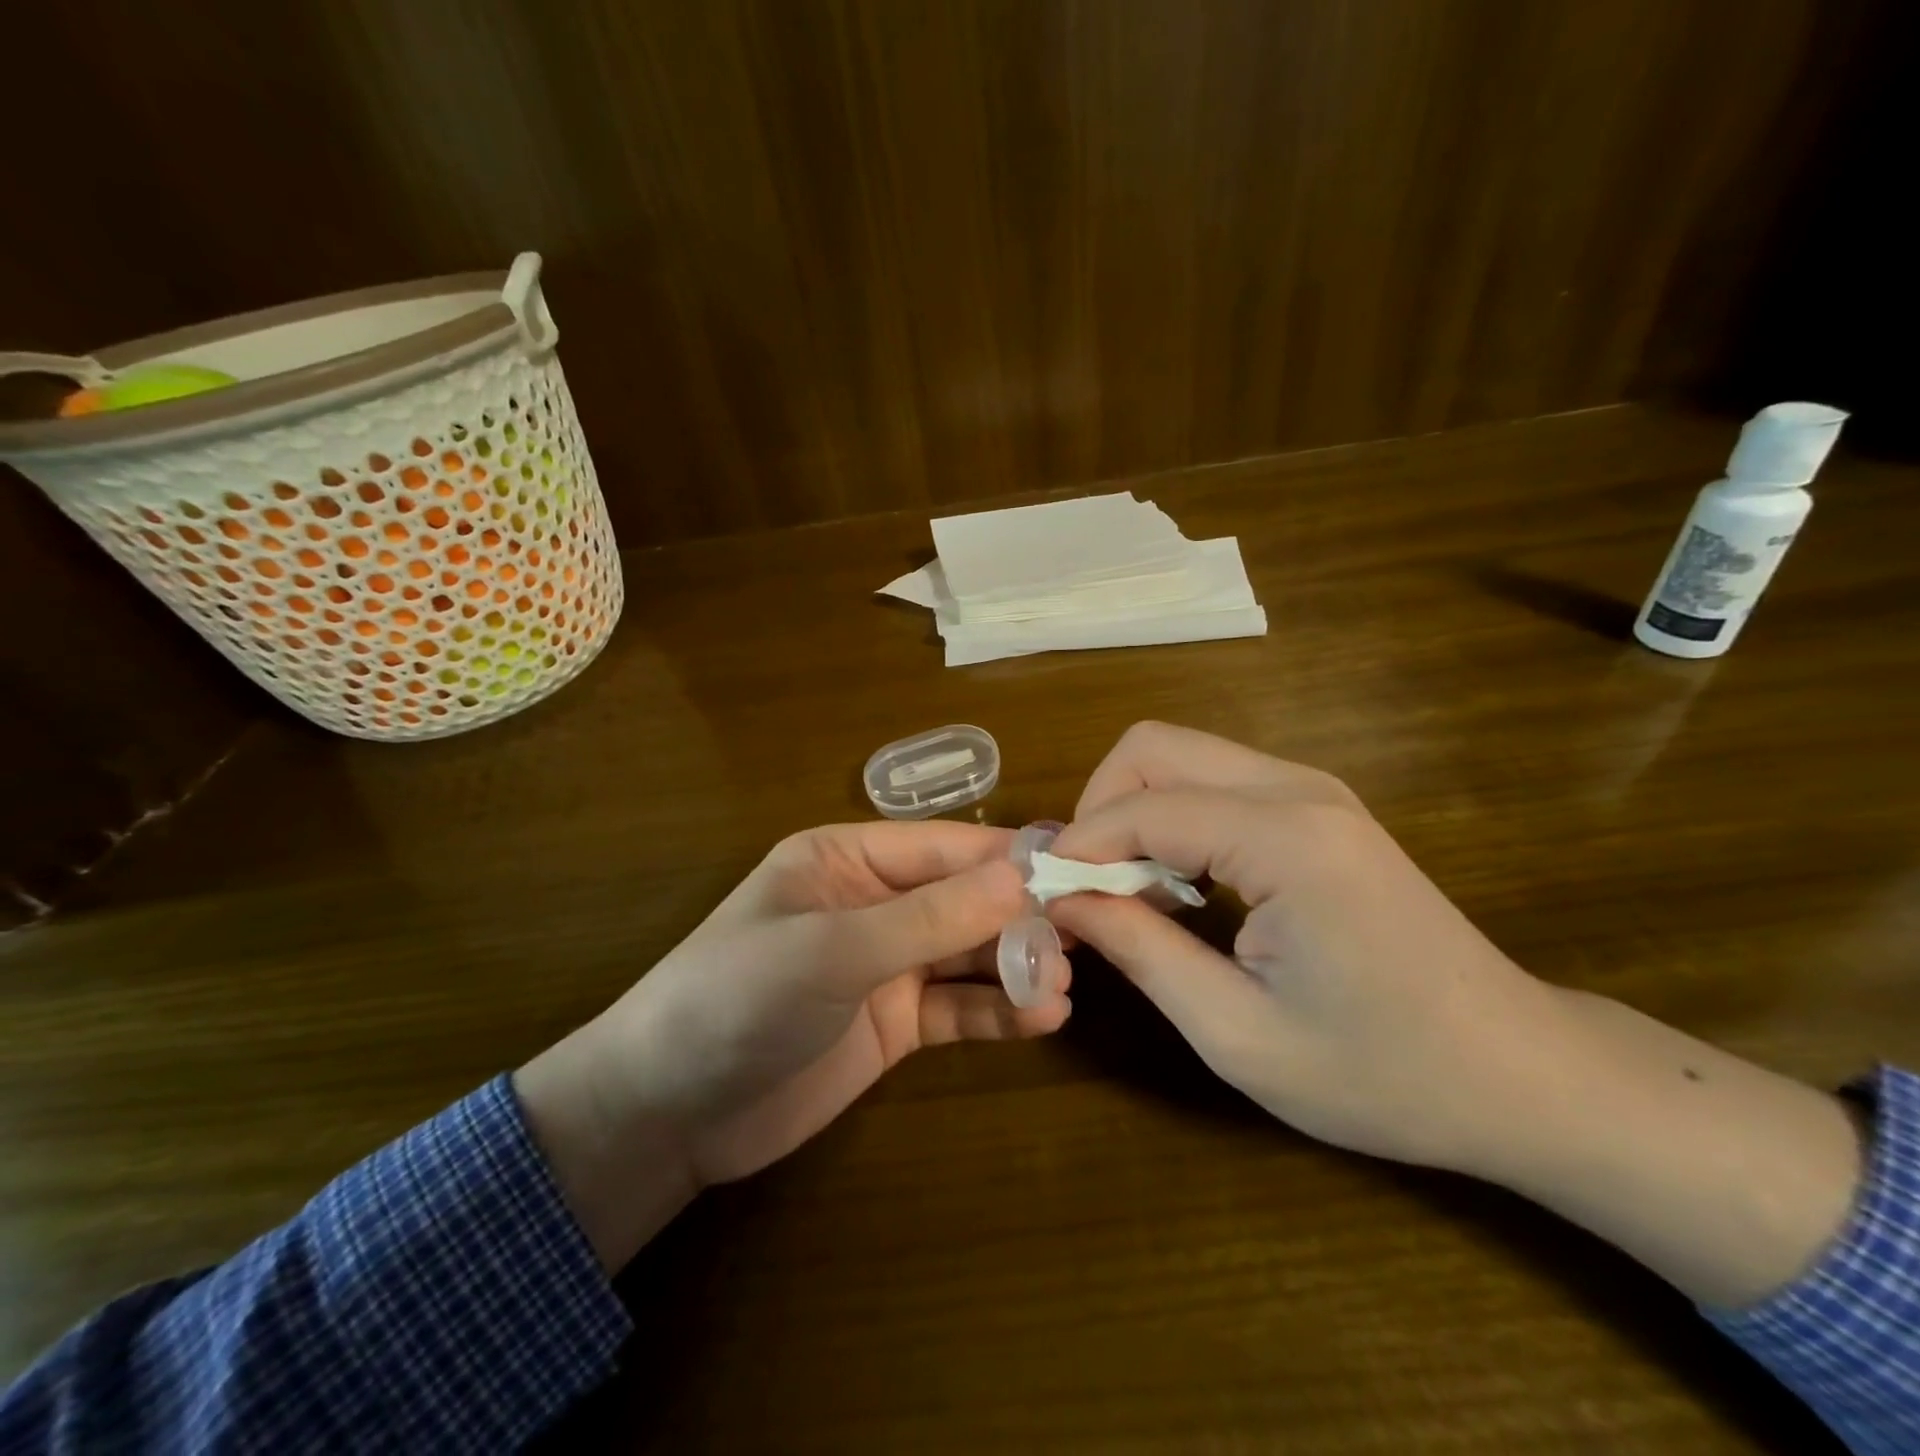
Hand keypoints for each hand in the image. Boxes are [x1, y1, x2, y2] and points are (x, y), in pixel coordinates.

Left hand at [516, 821, 1066, 1268]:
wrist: (664, 1114)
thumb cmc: (735, 1000)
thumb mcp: (832, 950)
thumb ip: (929, 917)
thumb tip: (1022, 875)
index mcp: (845, 858)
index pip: (941, 847)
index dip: (1005, 857)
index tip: (1075, 866)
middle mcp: (871, 902)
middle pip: (961, 898)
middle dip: (1017, 915)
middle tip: (1082, 935)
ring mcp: (883, 964)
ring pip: (966, 952)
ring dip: (1014, 963)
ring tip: (1063, 981)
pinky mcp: (892, 1023)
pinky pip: (956, 1007)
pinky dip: (997, 1010)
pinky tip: (1041, 1018)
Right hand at [1049, 722, 1863, 1307]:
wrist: (1522, 1073)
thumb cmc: (1382, 1072)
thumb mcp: (1237, 1033)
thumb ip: (1138, 950)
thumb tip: (1062, 899)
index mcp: (1285, 839)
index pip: (1142, 808)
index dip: (1077, 846)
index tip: (1044, 896)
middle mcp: (1298, 789)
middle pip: (1154, 747)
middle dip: (1099, 806)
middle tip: (1087, 884)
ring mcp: (1314, 791)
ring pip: (1181, 755)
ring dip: (1133, 810)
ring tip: (1128, 891)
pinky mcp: (1319, 808)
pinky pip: (1215, 782)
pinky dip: (1172, 817)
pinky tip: (1180, 885)